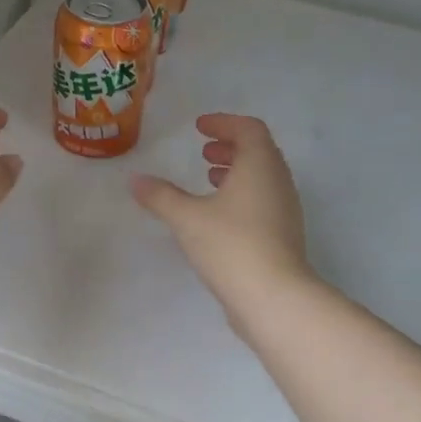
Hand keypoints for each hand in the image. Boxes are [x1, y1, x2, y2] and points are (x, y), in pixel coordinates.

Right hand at [131, 114, 313, 333]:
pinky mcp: (284, 236)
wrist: (274, 298)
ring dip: (237, 172)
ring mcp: (286, 210)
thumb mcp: (187, 218)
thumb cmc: (231, 245)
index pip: (249, 129)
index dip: (224, 123)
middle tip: (204, 152)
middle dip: (230, 147)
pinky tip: (219, 215)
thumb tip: (135, 180)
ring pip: (263, 178)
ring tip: (209, 179)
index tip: (200, 127)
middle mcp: (279, 182)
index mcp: (260, 166)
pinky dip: (243, 195)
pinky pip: (264, 201)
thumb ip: (160, 196)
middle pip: (259, 151)